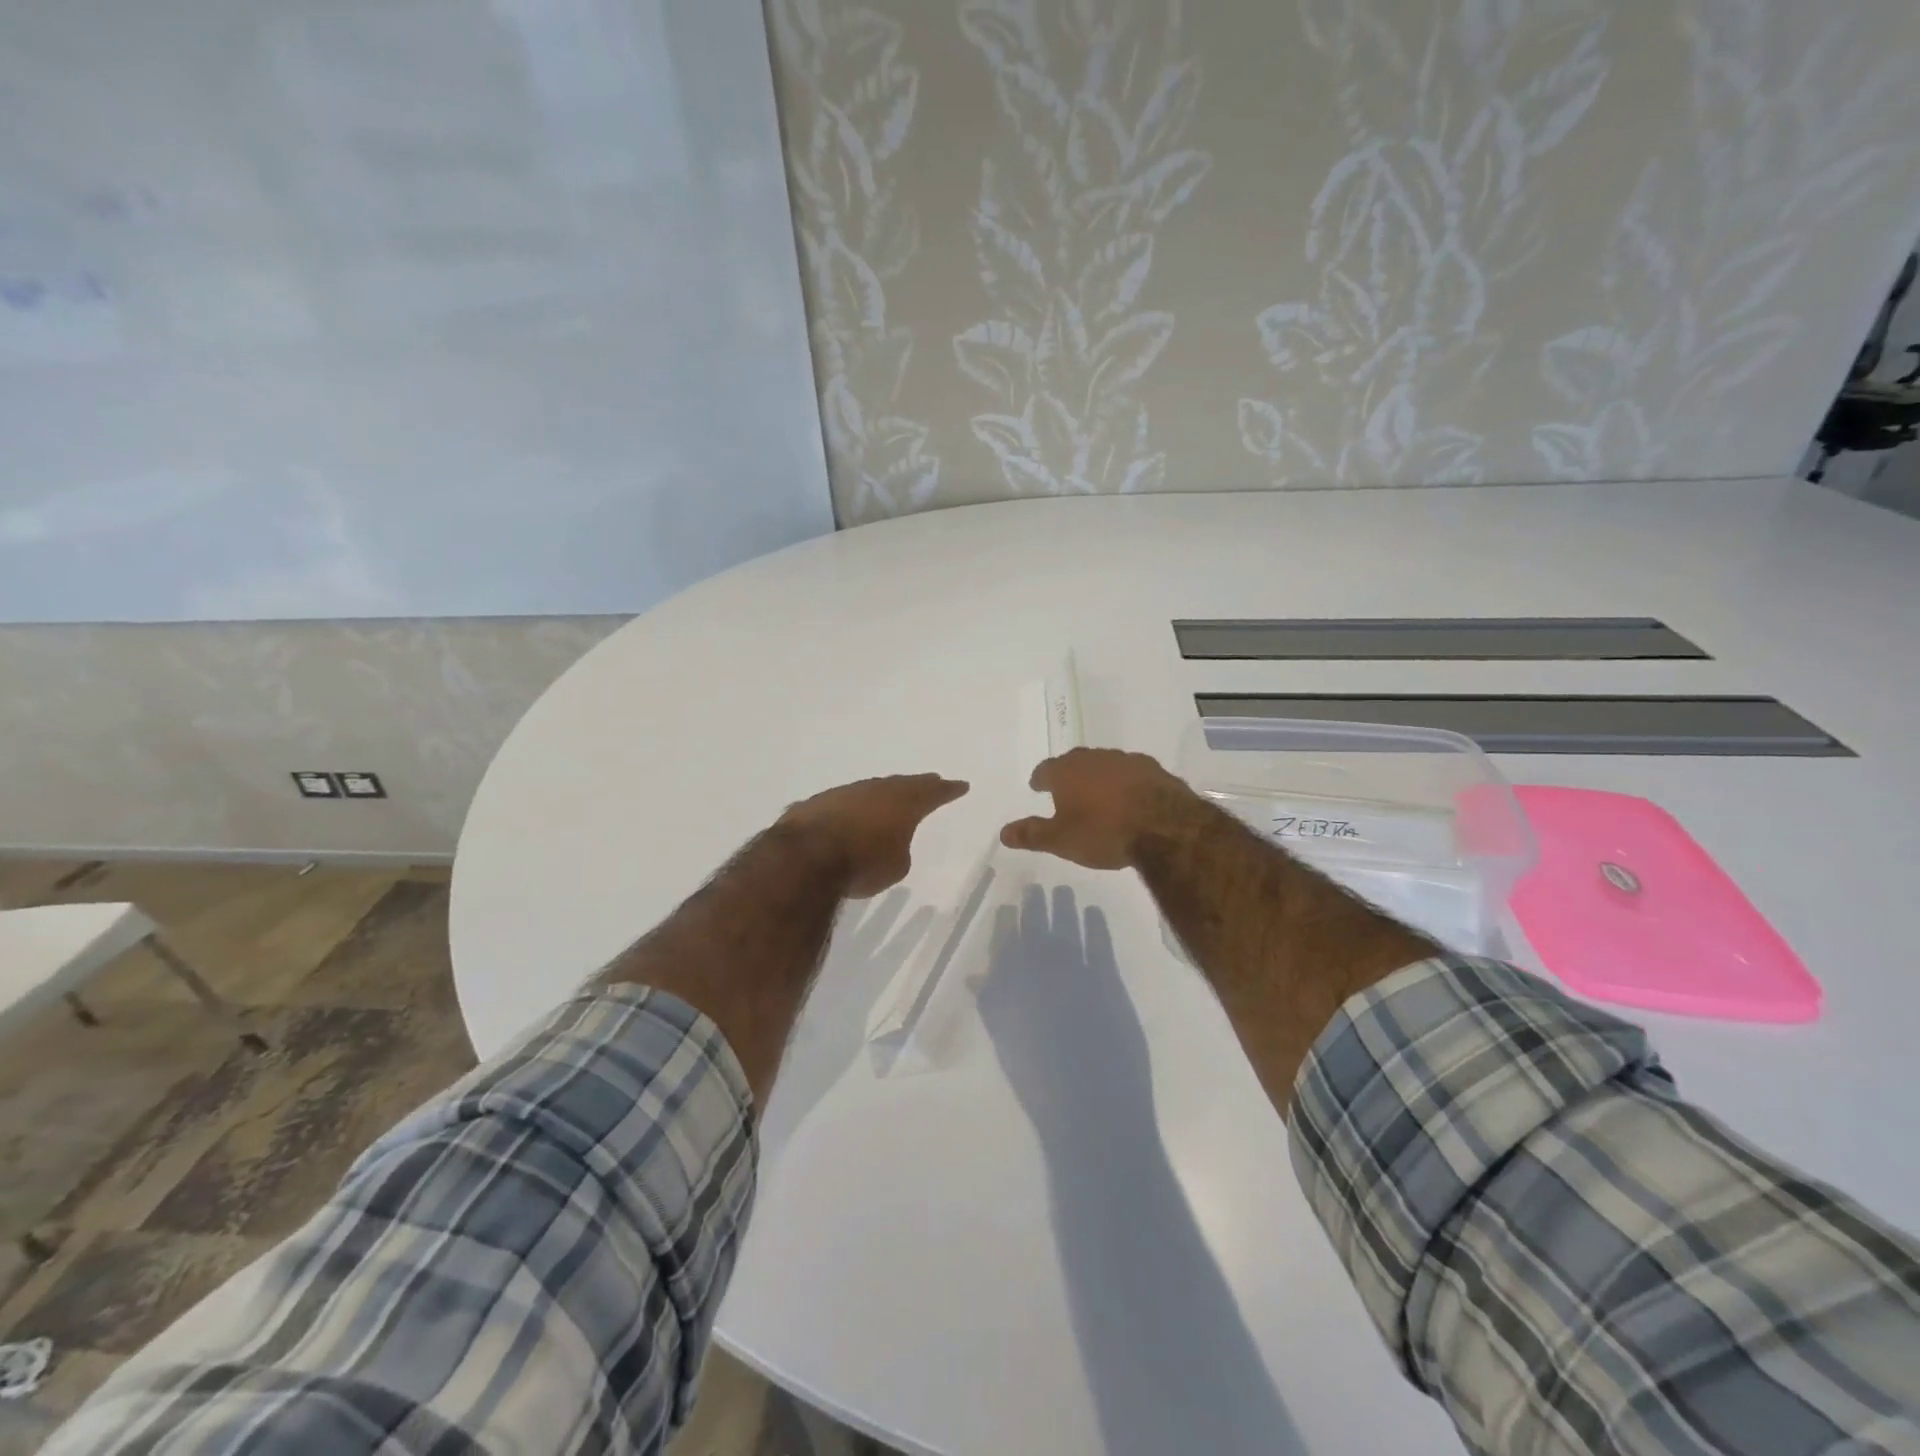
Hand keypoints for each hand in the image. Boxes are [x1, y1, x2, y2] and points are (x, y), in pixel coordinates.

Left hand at [780, 774, 969, 896]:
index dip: (948, 790)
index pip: (933, 792)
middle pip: (902, 784)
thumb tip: (887, 843)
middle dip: (918, 784)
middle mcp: (875, 790)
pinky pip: (842, 803)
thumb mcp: (895, 867)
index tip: (961, 785)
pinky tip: (849, 817)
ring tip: (890, 798)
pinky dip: (851, 809)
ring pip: (870, 790)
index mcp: (904, 802)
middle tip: (931, 781)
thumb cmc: (863, 863)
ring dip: (881, 794)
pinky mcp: (816, 804)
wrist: (806, 857)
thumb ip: (898, 850)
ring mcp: (843, 793)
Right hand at [1000, 748, 1197, 869]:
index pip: (1045, 770)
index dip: (1040, 780)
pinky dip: (1126, 784)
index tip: (1038, 787)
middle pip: (1075, 762)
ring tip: (1099, 796)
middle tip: (1066, 790)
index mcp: (1066, 771)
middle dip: (1069, 775)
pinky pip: (1132, 773)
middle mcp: (1094, 758)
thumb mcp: (1061, 840)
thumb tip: (1003, 833)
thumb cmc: (1104, 832)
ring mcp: (1126, 760)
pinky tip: (1130, 799)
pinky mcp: (1154, 769)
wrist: (1165, 827)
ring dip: (1099, 777)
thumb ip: (1032, 834)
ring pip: (1105, 765)